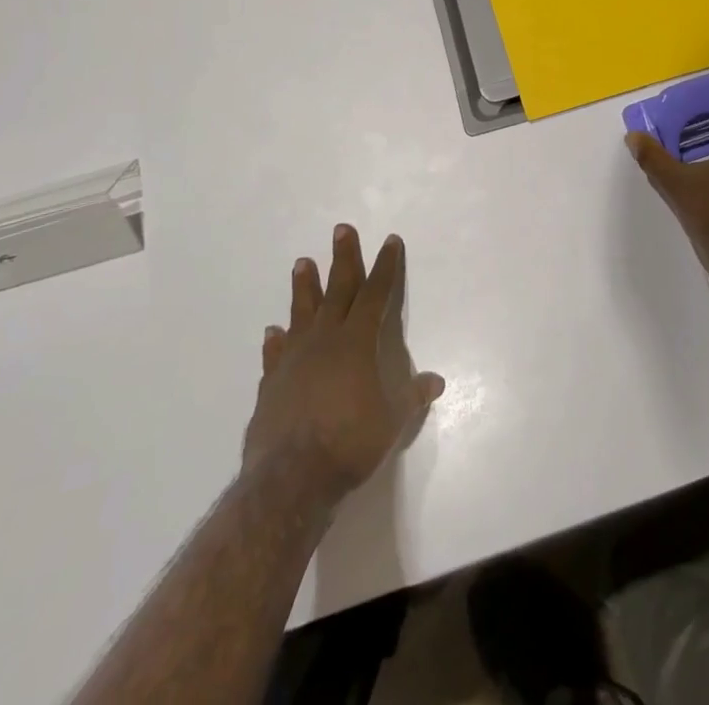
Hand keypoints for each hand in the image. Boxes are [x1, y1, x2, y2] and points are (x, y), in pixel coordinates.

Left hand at [243, 225, 443, 509]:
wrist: (290, 479)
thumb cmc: (350, 443)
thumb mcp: (393, 421)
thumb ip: (412, 397)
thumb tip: (436, 381)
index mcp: (357, 342)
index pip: (376, 294)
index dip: (386, 266)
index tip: (390, 241)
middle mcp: (325, 340)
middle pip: (337, 289)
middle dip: (343, 258)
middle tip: (341, 229)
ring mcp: (294, 360)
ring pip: (302, 312)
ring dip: (305, 287)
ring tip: (302, 262)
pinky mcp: (271, 384)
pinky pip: (275, 354)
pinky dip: (276, 341)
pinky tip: (272, 331)